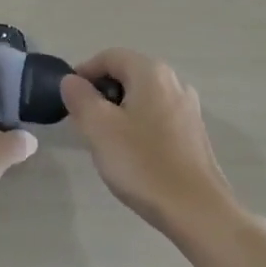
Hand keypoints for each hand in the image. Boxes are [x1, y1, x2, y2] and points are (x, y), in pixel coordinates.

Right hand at [61, 49, 239, 238]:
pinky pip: (157, 116)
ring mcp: (188, 107)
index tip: (69, 99)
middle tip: (84, 122)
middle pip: (127, 74)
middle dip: (101, 93)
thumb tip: (72, 80)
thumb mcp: (99, 128)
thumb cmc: (142, 164)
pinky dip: (138, 124)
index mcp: (151, 73)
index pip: (109, 56)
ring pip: (142, 97)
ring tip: (105, 140)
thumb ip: (80, 97)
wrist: (196, 210)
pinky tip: (132, 153)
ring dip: (119, 110)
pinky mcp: (193, 132)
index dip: (84, 72)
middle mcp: (174, 82)